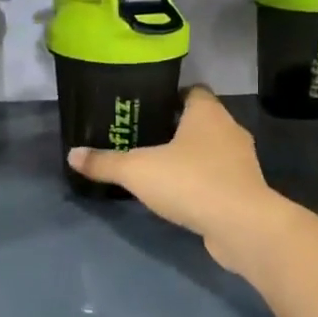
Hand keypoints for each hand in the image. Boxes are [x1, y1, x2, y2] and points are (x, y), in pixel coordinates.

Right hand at [67, 87, 296, 271]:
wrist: (242, 226)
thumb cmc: (191, 182)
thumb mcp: (138, 171)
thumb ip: (105, 162)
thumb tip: (72, 154)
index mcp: (208, 112)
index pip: (192, 91)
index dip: (170, 96)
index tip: (146, 108)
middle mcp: (229, 129)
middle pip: (200, 120)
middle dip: (175, 127)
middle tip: (143, 137)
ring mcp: (241, 161)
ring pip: (211, 149)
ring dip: (190, 156)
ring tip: (158, 166)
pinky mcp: (245, 189)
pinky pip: (218, 176)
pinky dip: (201, 180)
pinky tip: (179, 193)